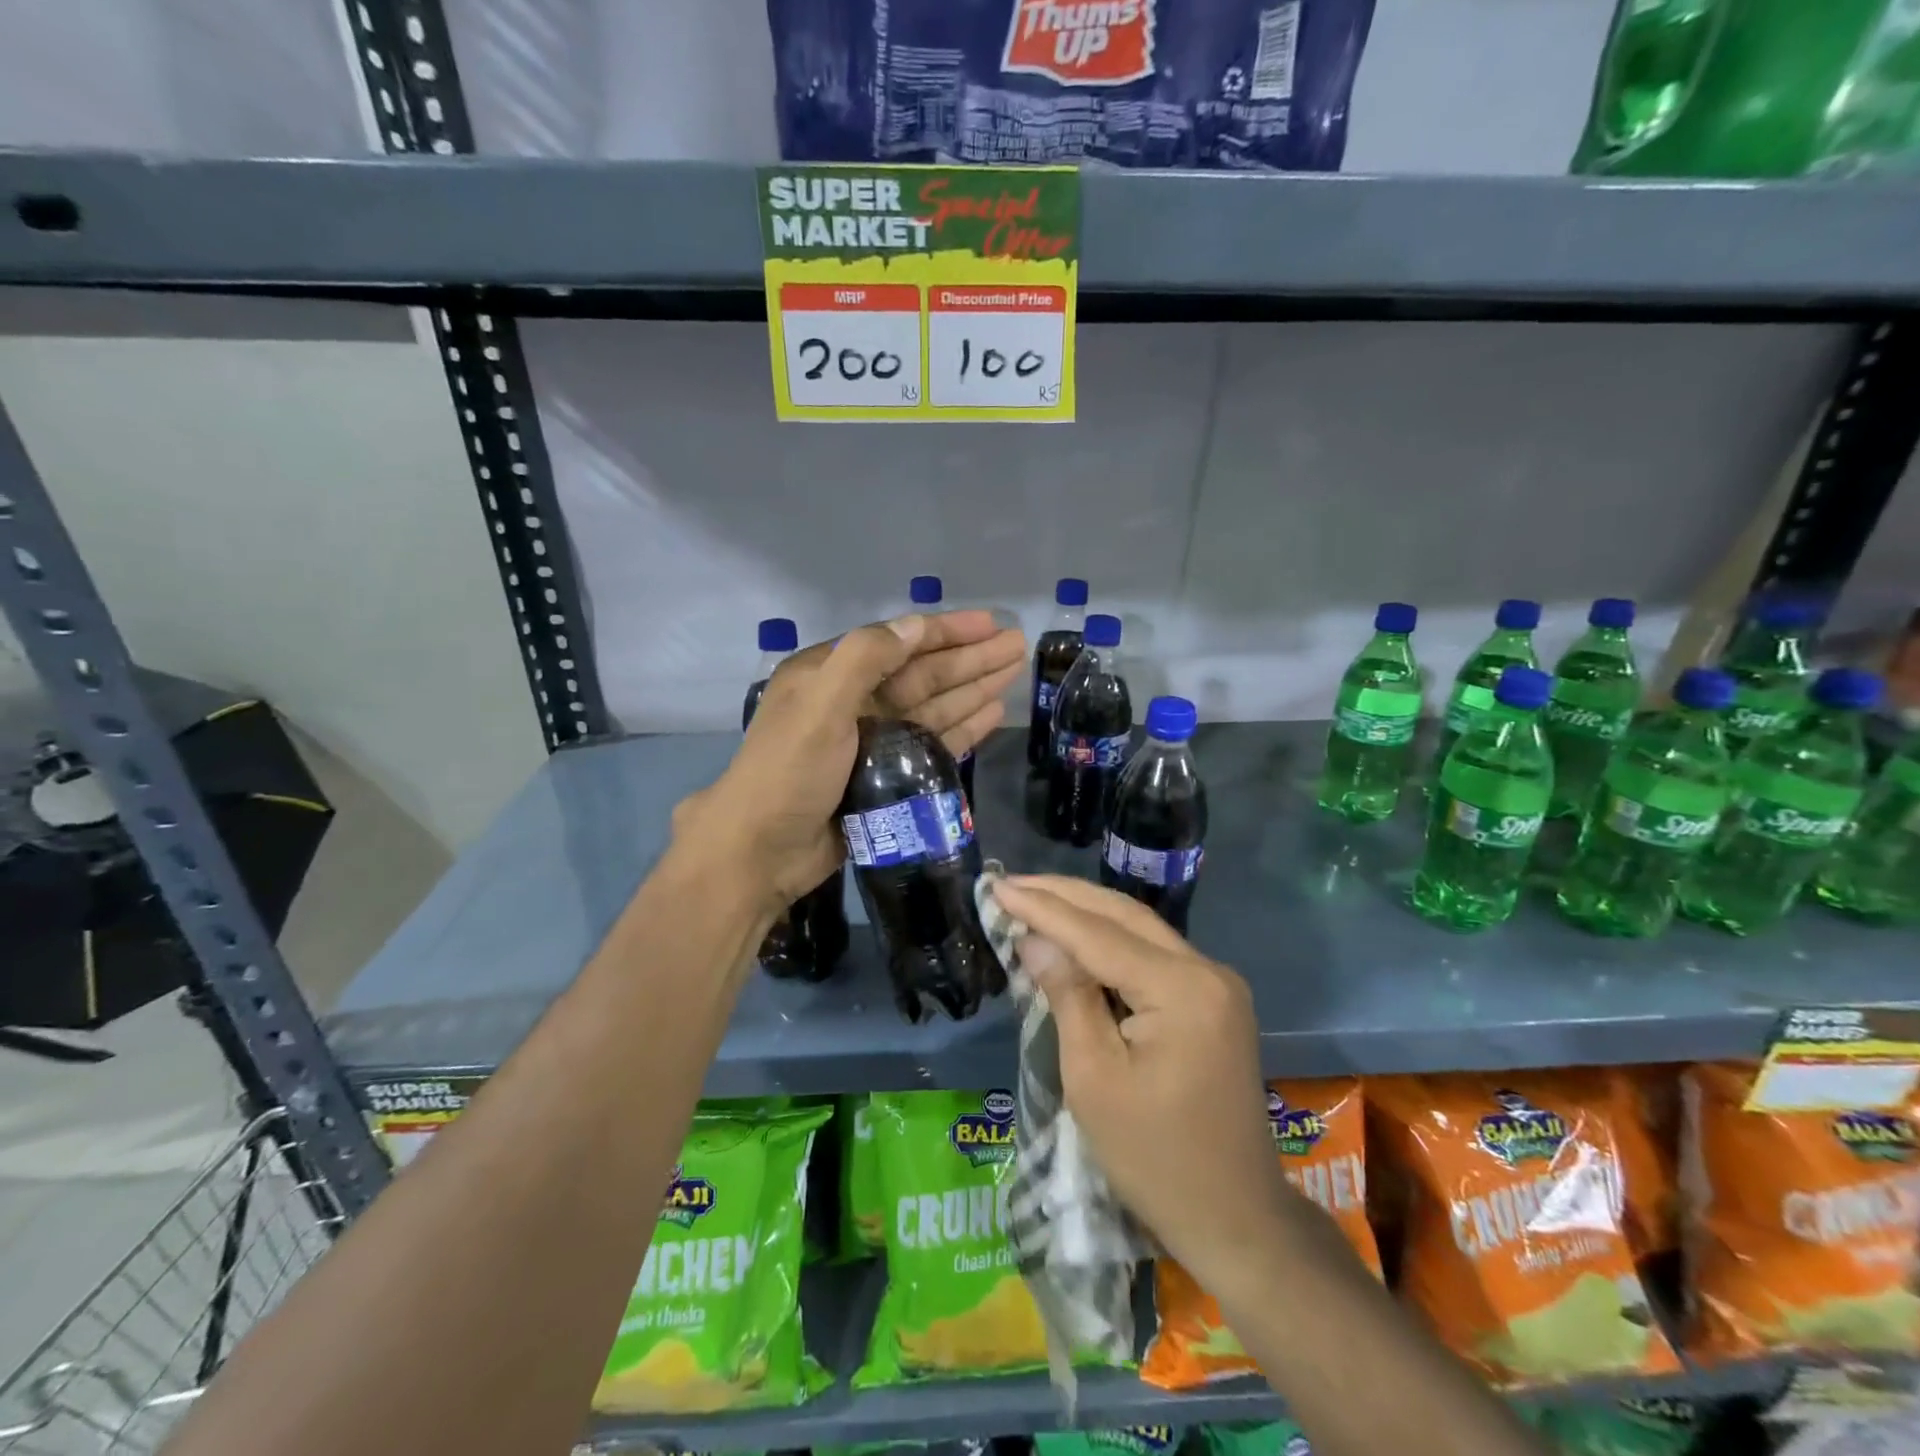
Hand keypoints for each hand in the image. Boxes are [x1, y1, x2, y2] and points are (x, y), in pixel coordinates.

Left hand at [678, 611, 1024, 910]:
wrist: (761, 852)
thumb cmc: (787, 773)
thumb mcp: (819, 705)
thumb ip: (866, 659)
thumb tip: (917, 624)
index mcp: (831, 675)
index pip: (900, 643)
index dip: (947, 631)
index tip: (992, 623)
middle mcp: (855, 702)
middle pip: (923, 674)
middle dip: (970, 659)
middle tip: (1019, 646)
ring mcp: (873, 741)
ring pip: (933, 707)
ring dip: (972, 690)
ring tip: (1013, 675)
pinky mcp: (887, 777)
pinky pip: (932, 744)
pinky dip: (961, 729)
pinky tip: (991, 716)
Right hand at [989, 875, 1290, 1283]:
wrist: (1235, 1218)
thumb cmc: (1154, 1158)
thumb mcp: (1094, 1078)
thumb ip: (1066, 996)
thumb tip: (1034, 938)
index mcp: (1182, 989)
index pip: (1097, 934)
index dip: (1042, 909)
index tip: (996, 885)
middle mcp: (1207, 970)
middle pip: (1123, 915)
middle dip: (1063, 896)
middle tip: (1010, 883)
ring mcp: (1216, 983)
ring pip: (1139, 928)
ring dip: (1085, 911)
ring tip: (1033, 898)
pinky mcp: (1213, 999)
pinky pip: (1152, 953)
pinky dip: (1109, 939)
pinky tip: (1075, 935)